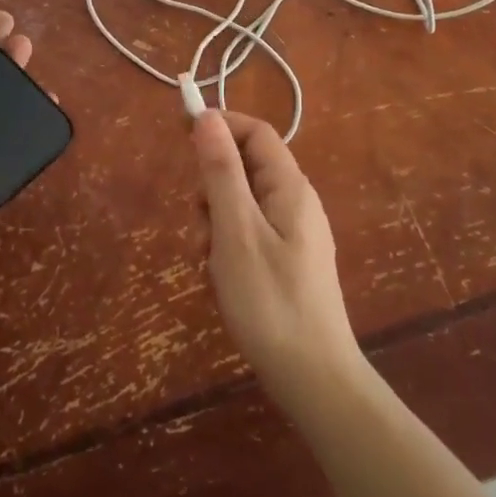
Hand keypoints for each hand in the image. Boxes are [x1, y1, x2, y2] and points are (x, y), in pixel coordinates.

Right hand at [192, 110, 362, 407]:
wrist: (314, 380)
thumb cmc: (270, 300)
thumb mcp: (235, 230)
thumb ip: (221, 170)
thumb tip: (207, 116)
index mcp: (289, 187)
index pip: (255, 132)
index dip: (219, 125)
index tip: (180, 134)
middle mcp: (295, 202)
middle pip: (244, 167)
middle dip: (212, 187)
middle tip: (201, 225)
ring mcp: (292, 233)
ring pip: (240, 202)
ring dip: (215, 221)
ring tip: (210, 261)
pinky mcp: (286, 261)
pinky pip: (248, 232)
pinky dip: (227, 245)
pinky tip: (221, 277)